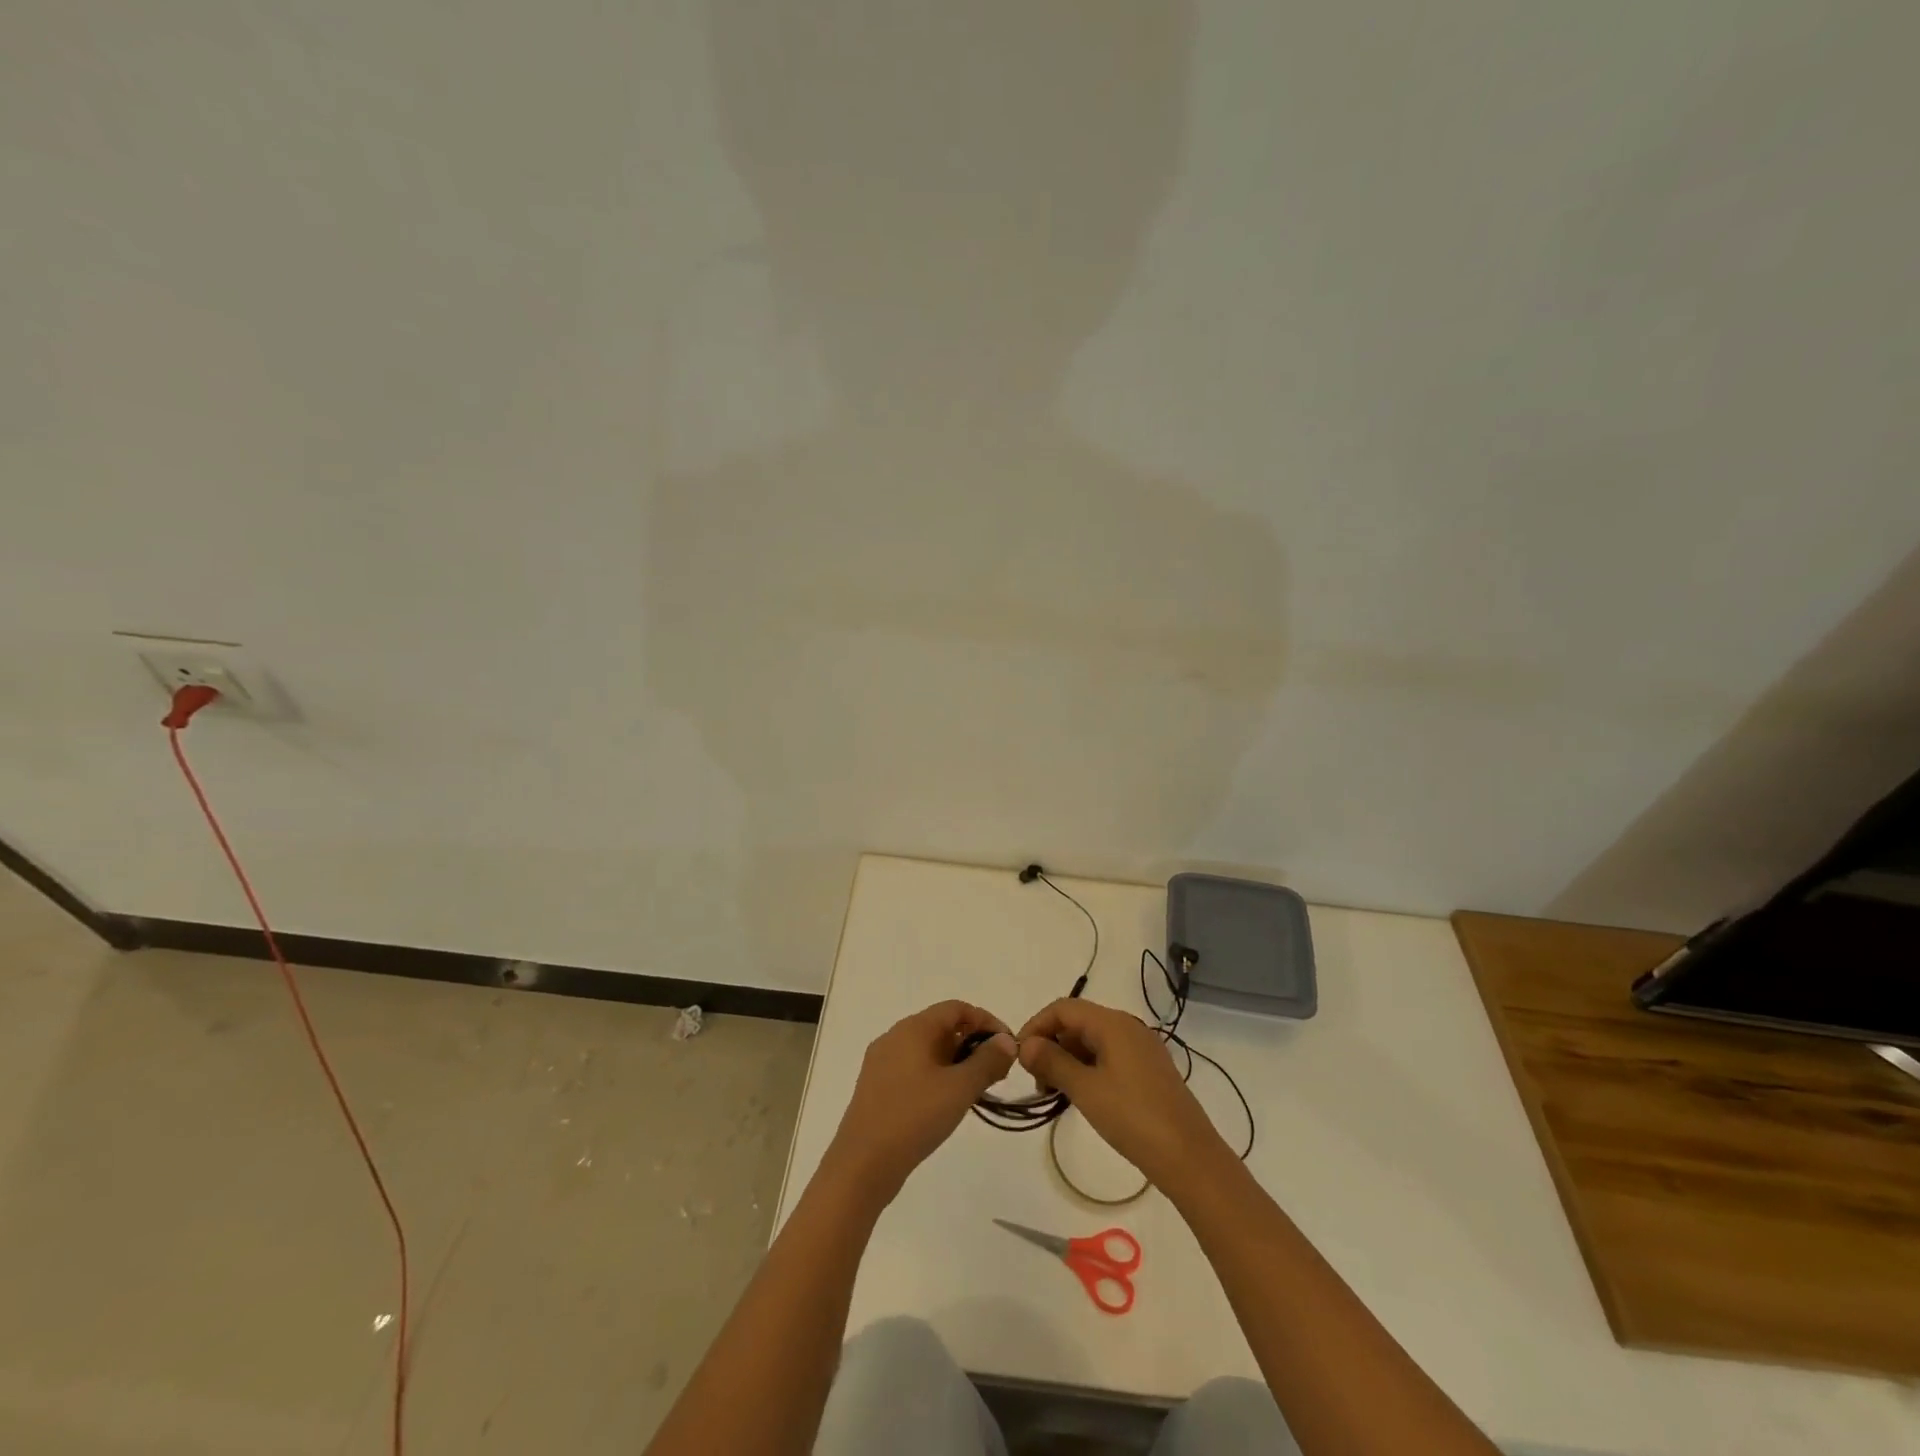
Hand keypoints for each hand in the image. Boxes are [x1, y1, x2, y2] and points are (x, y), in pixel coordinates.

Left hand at [822, 1001, 1015, 1206]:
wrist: (861, 1165)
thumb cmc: (914, 1117)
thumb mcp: (959, 1088)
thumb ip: (987, 1061)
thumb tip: (1006, 1041)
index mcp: (913, 1028)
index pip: (956, 1008)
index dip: (986, 1021)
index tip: (1007, 1046)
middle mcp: (894, 1037)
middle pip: (941, 1027)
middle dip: (972, 1043)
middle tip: (997, 1071)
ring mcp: (882, 1062)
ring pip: (927, 1049)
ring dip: (956, 1062)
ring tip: (977, 1089)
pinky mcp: (876, 1087)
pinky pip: (914, 1068)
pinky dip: (937, 1075)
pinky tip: (947, 1102)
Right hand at [1017, 998, 1230, 1193]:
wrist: (1190, 1158)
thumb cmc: (1133, 1118)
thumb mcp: (1085, 1089)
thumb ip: (1052, 1062)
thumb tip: (1025, 1045)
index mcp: (1113, 1023)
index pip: (1063, 1008)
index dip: (1036, 1026)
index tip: (1018, 1056)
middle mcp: (1128, 1027)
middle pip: (1078, 1022)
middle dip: (1051, 1045)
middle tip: (1038, 1082)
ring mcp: (1142, 1048)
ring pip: (1093, 1041)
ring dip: (1068, 1060)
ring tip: (1056, 1093)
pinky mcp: (1149, 1070)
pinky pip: (1109, 1056)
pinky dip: (1088, 1069)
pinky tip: (1081, 1096)